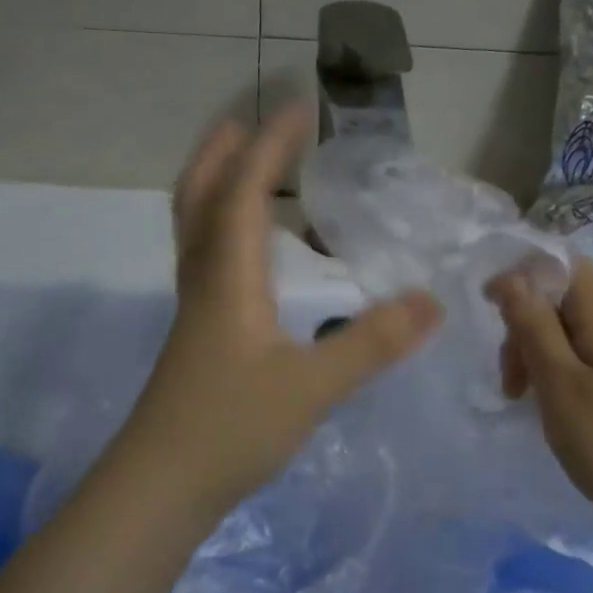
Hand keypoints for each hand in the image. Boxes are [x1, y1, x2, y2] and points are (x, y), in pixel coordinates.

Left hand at [114, 103, 441, 512]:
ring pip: (197, 227)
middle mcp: (204, 278)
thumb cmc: (230, 429)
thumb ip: (370, 343)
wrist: (160, 487)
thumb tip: (431, 302)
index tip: (298, 105)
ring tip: (253, 170)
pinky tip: (258, 252)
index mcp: (227, 276)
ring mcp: (195, 307)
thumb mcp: (311, 387)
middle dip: (220, 151)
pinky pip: (208, 257)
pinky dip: (227, 229)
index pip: (244, 190)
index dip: (270, 145)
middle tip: (248, 120)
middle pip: (198, 196)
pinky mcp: (199, 334)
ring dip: (218, 185)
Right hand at [493, 259, 592, 527]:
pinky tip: (566, 409)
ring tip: (532, 403)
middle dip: (528, 328)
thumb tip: (512, 276)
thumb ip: (532, 323)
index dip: (521, 276)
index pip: (562, 263)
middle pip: (567, 299)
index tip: (491, 313)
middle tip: (512, 384)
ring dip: (545, 354)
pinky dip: (570, 370)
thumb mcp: (558, 382)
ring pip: (580, 330)